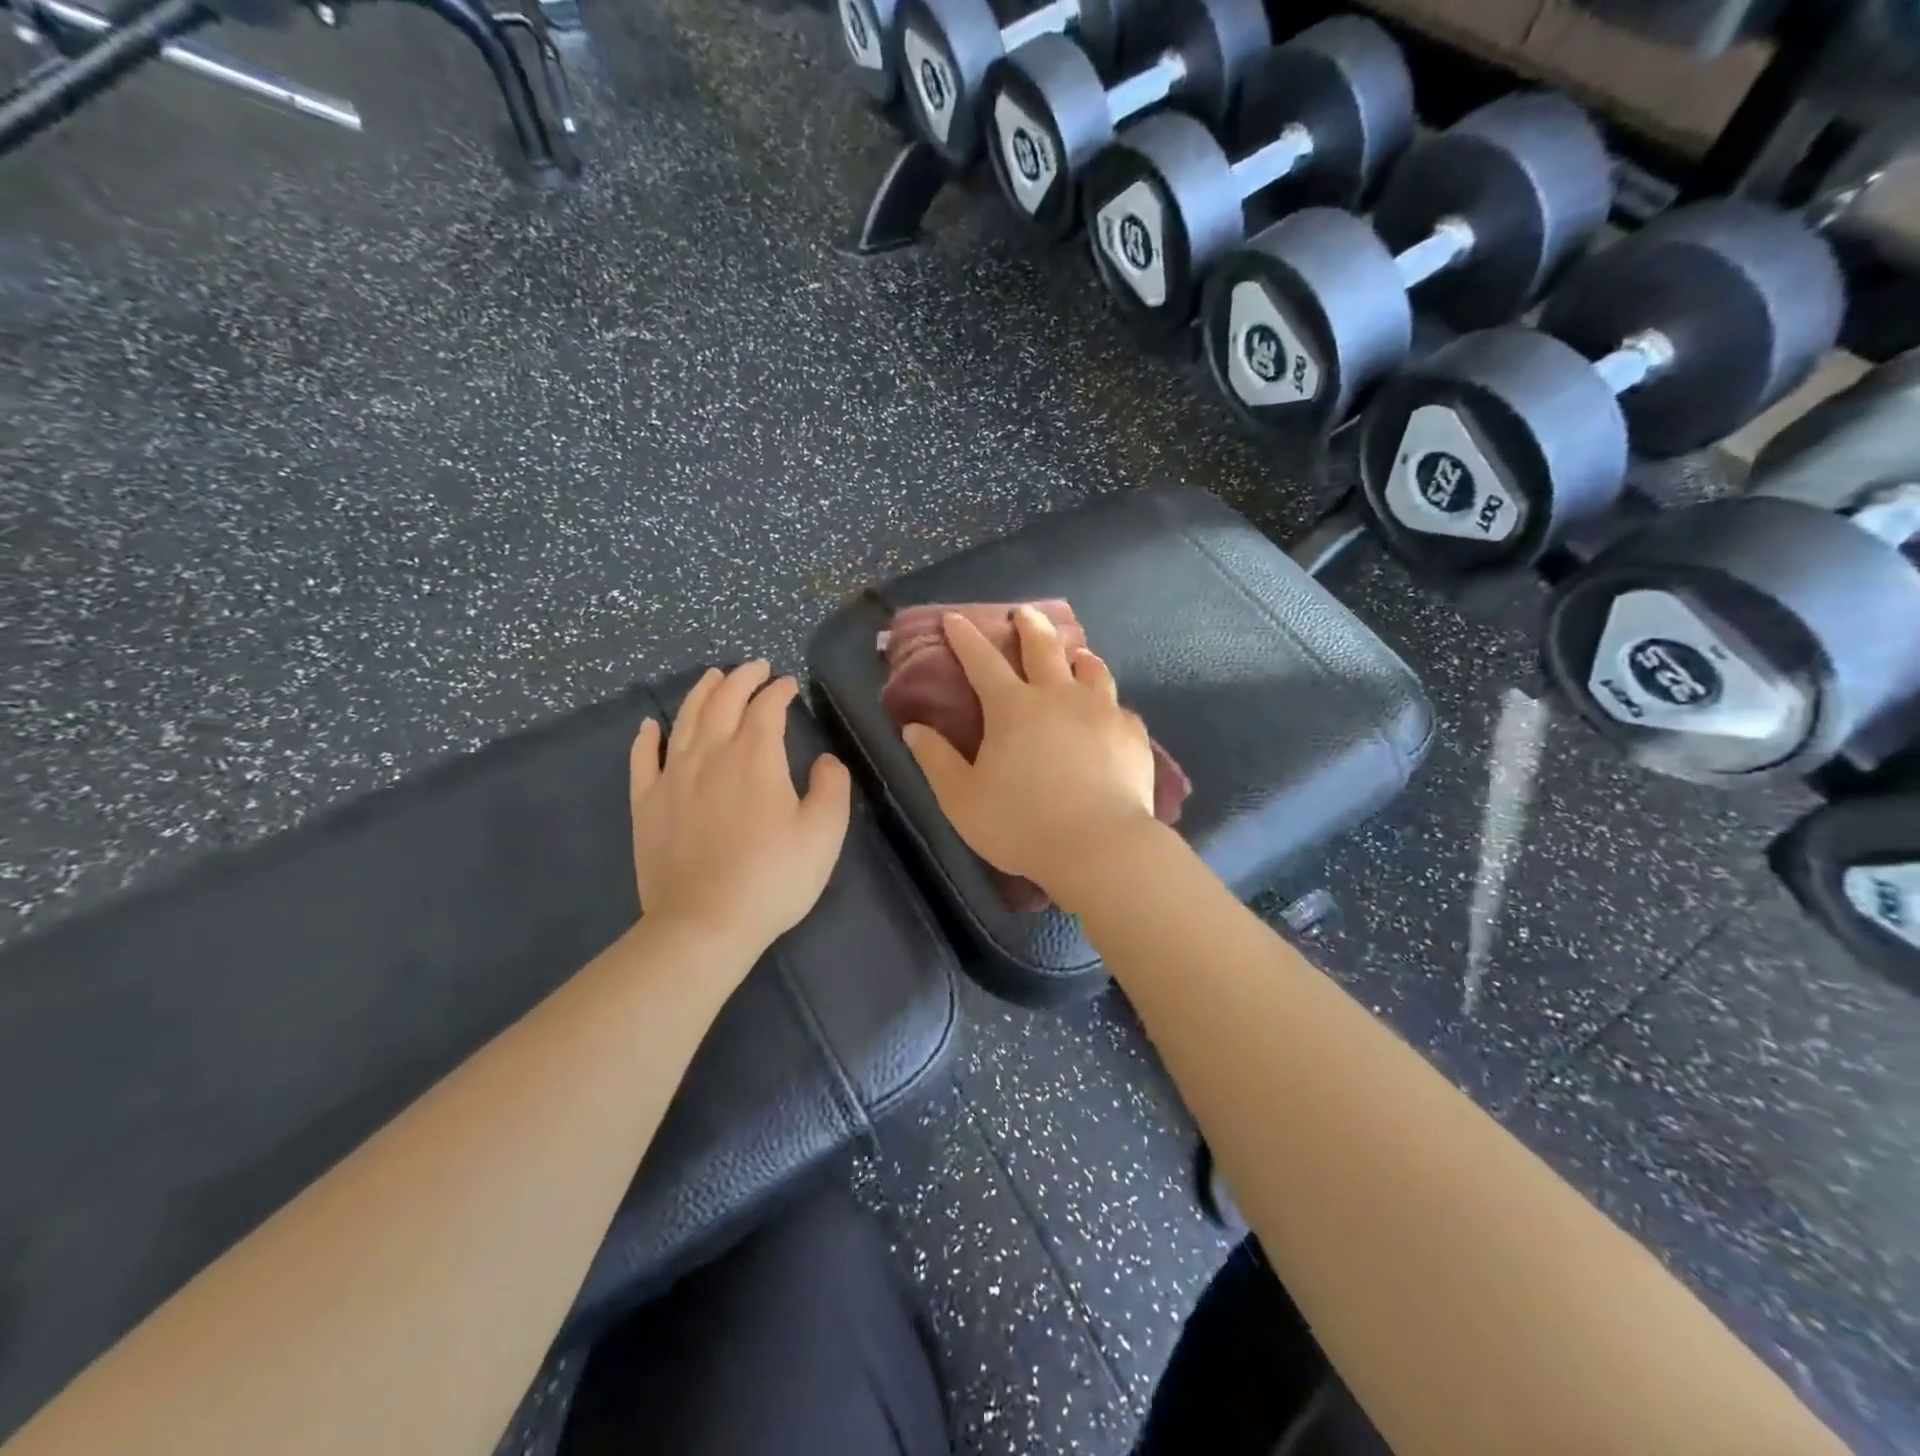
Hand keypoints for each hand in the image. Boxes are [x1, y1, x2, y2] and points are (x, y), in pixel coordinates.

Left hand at [629, 663, 851, 967]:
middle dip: (741, 678)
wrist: (704, 924)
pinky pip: (642, 759)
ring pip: (685, 720)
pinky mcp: (646, 804)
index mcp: (755, 757)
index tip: (790, 684)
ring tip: (712, 677)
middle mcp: (710, 754)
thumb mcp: (824, 833)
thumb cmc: (773, 878)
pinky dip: (647, 737)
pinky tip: (650, 726)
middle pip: (723, 701)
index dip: (779, 691)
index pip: (767, 708)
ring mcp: (672, 777)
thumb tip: (826, 760)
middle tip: (755, 667)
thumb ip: (832, 786)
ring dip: (701, 693)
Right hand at [903, 607, 1159, 911]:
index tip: (955, 618)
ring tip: (1077, 655)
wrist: (1100, 847)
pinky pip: (1118, 706)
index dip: (965, 637)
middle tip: (1025, 613)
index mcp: (1013, 708)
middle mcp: (1059, 696)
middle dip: (1030, 626)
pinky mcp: (1132, 734)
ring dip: (1078, 656)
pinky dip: (1107, 702)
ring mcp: (1101, 711)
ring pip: (1091, 669)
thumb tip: (914, 728)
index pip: (982, 661)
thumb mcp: (962, 799)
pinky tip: (1109, 712)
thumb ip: (936, 760)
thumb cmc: (1021, 825)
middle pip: (1044, 648)